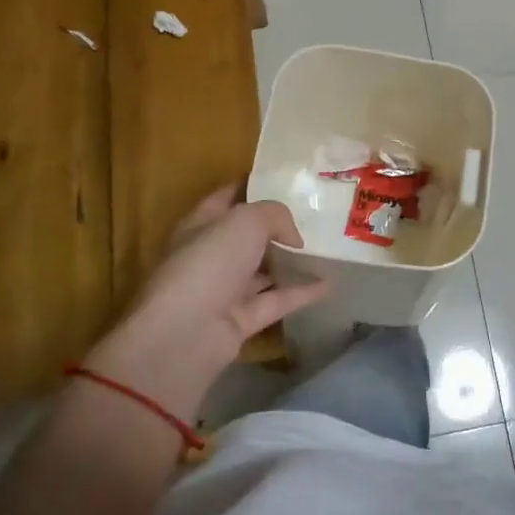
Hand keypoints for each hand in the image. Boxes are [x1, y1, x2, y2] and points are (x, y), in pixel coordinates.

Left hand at [86, 188, 326, 418]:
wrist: (184, 334)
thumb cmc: (208, 263)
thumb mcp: (245, 221)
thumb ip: (275, 216)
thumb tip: (294, 238)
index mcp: (201, 224)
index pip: (227, 198)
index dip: (252, 186)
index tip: (285, 181)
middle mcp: (211, 255)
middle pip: (247, 236)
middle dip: (277, 226)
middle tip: (315, 215)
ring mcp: (225, 290)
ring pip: (263, 270)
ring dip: (290, 261)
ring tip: (326, 248)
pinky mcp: (241, 320)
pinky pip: (277, 300)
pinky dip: (302, 292)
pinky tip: (330, 282)